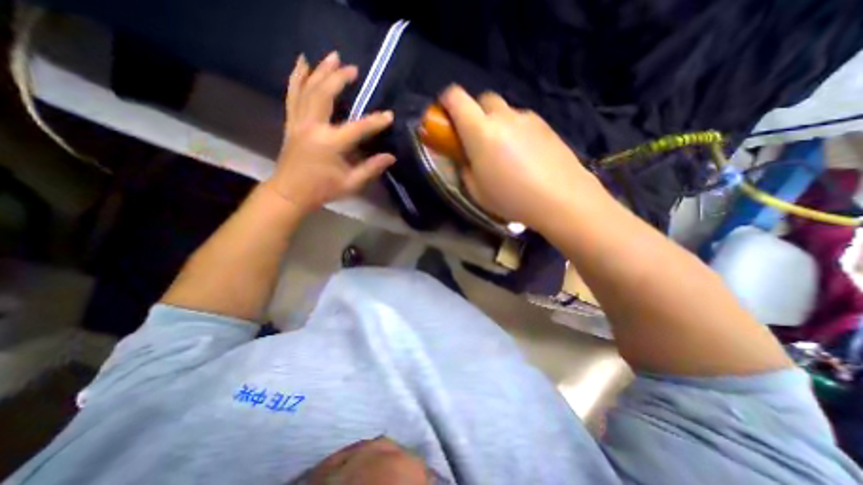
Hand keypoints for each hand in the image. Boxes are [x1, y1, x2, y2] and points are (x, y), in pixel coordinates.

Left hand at [264, 51, 395, 216]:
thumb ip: (370, 168)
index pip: (357, 128)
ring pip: (307, 89)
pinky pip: (292, 95)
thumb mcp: (350, 183)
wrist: (290, 193)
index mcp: (330, 144)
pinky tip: (302, 63)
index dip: (375, 122)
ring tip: (331, 56)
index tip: (389, 115)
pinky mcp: (291, 123)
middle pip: (324, 95)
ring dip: (319, 71)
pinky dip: (296, 77)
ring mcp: (298, 123)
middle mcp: (312, 127)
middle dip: (339, 79)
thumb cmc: (322, 190)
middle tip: (353, 69)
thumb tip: (391, 157)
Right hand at [439, 85, 601, 232]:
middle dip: (474, 112)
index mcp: (480, 131)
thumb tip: (466, 159)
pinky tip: (526, 156)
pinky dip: (517, 132)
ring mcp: (528, 119)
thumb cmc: (511, 198)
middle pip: (483, 99)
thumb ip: (465, 169)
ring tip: (505, 152)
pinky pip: (523, 122)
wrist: (561, 198)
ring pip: (505, 112)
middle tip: (477, 138)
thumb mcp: (476, 191)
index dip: (446, 101)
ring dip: (498, 124)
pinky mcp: (546, 126)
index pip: (456, 98)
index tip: (445, 116)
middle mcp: (504, 117)